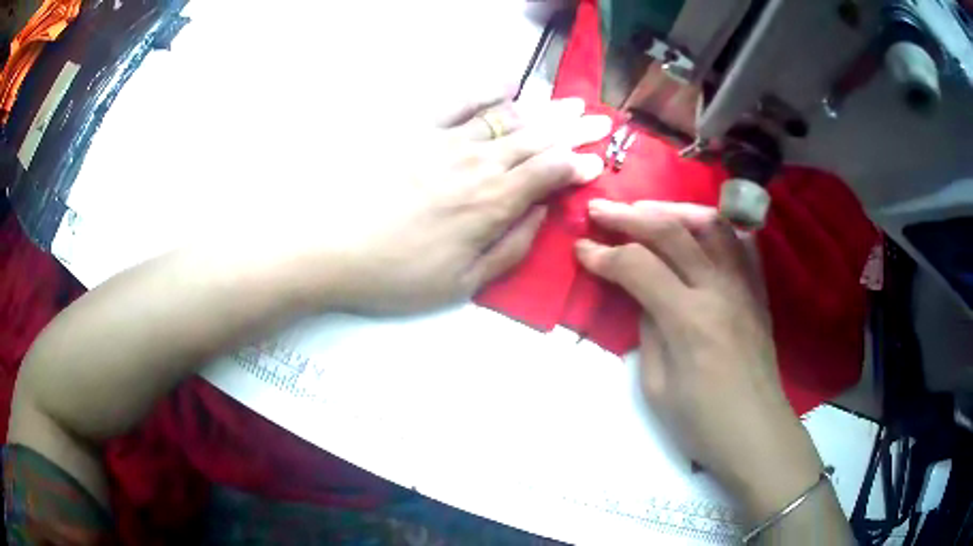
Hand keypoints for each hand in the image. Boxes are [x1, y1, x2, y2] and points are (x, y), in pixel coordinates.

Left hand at [321, 97, 610, 313]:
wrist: (332, 247)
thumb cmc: (398, 274)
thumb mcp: (464, 283)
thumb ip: (512, 247)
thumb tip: (542, 214)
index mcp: (494, 202)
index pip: (551, 172)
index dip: (578, 164)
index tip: (596, 161)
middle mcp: (479, 162)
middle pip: (537, 139)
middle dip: (574, 130)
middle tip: (600, 120)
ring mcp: (446, 140)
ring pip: (507, 119)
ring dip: (543, 111)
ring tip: (569, 103)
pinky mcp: (416, 130)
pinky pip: (459, 103)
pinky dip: (487, 93)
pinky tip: (507, 87)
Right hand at [575, 200, 824, 518]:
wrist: (755, 433)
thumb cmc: (701, 422)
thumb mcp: (656, 386)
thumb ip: (647, 331)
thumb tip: (643, 297)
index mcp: (689, 319)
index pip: (638, 267)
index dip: (604, 255)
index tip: (580, 249)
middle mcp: (719, 289)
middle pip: (672, 231)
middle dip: (629, 216)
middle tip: (599, 210)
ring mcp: (744, 285)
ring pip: (711, 223)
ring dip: (674, 209)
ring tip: (647, 211)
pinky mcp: (758, 290)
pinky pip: (740, 242)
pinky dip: (715, 226)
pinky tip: (698, 228)